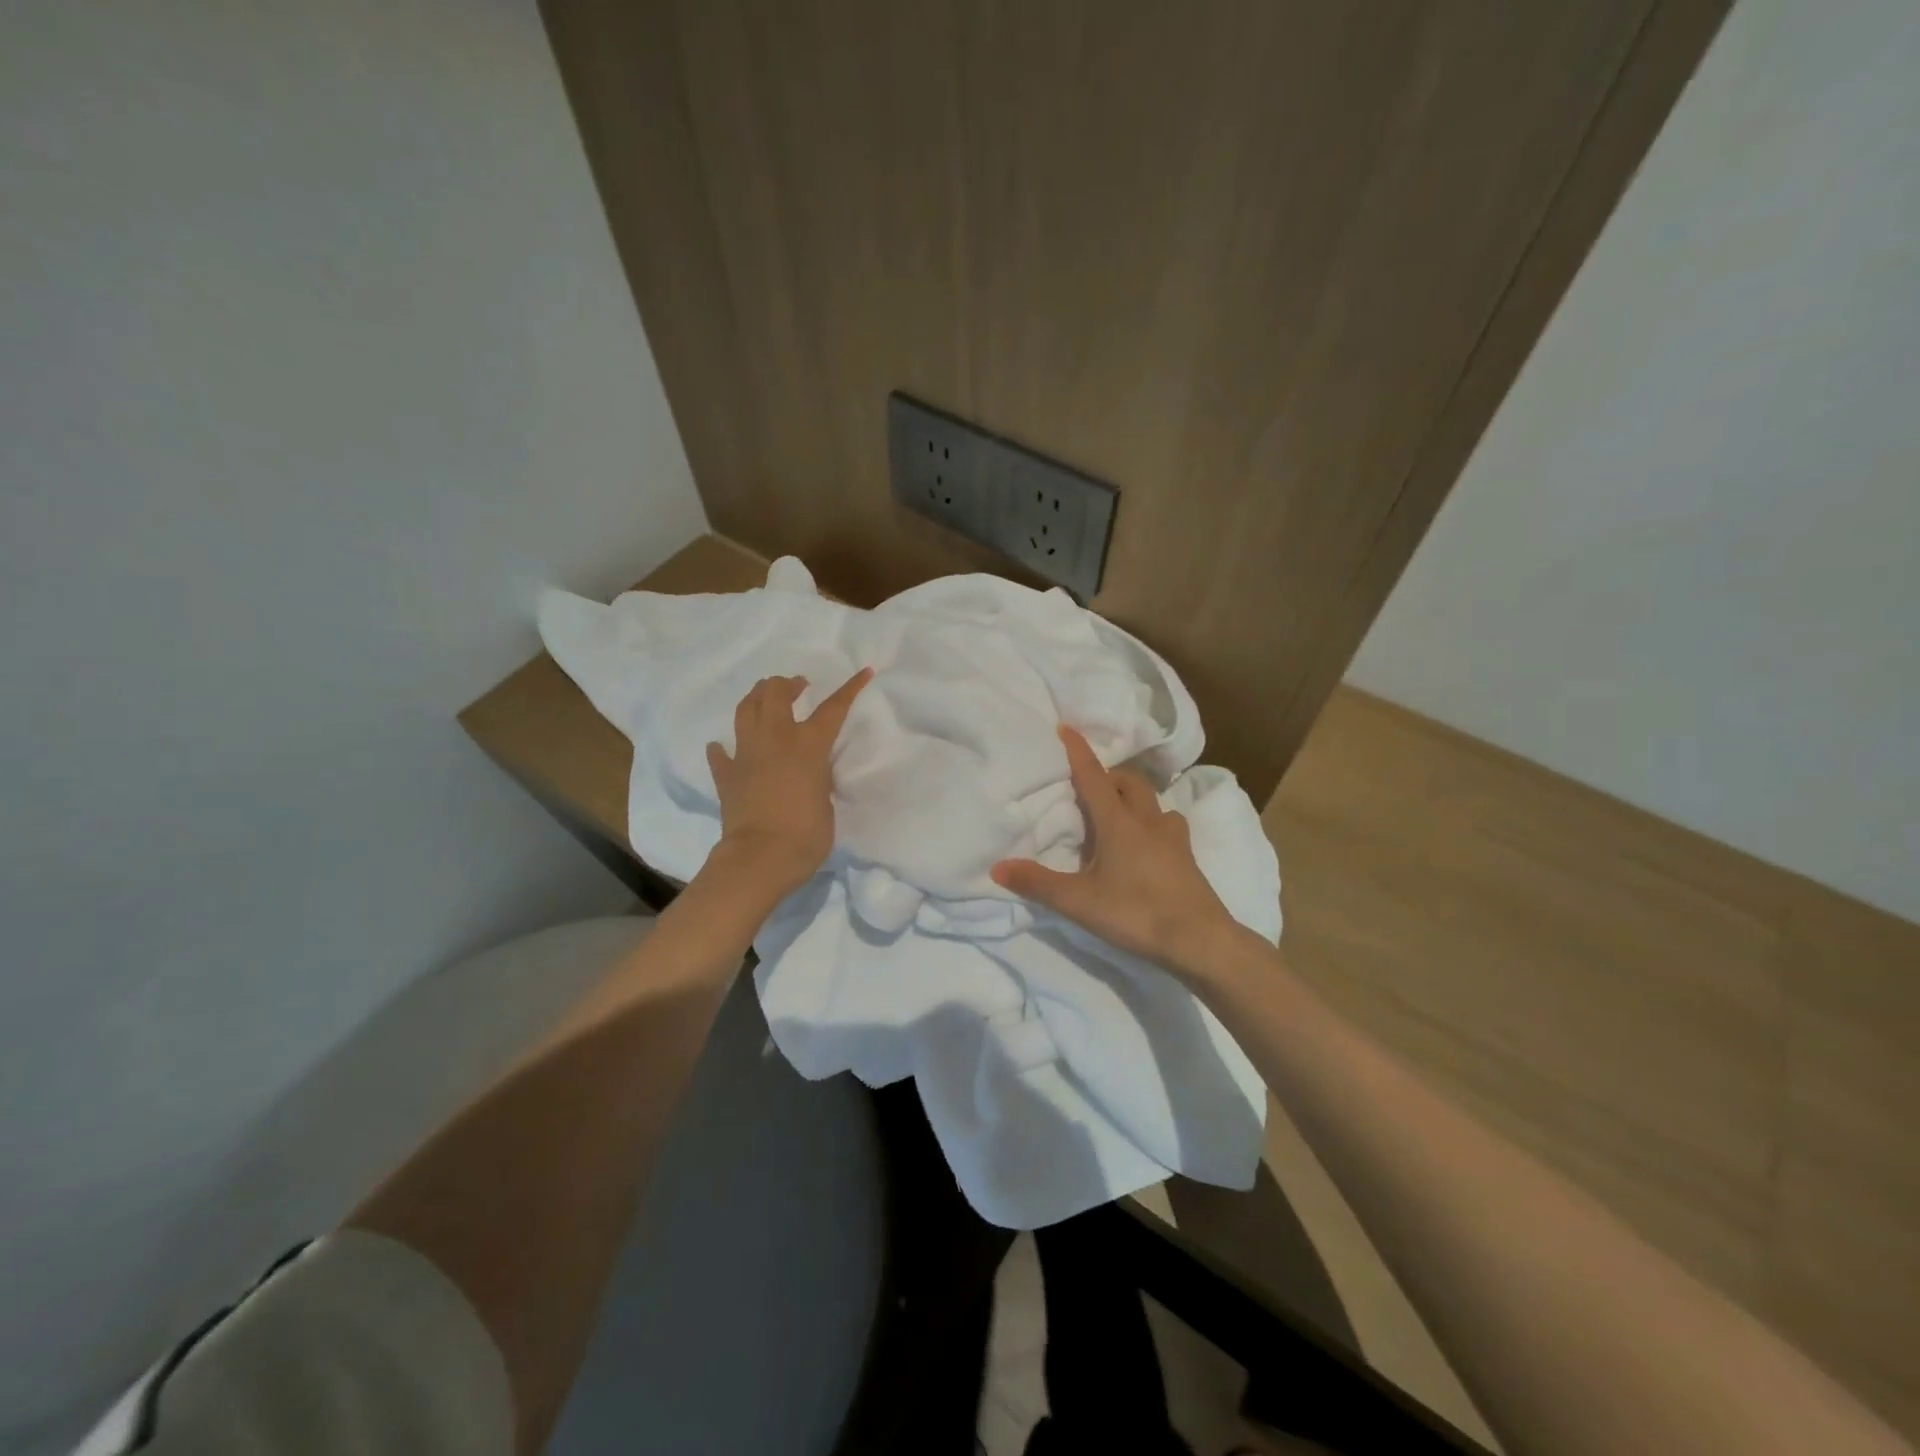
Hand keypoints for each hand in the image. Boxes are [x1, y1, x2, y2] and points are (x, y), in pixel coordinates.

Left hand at [704, 668, 871, 898]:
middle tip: (798, 686)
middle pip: (775, 692)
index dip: (851, 688)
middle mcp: (775, 739)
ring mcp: (746, 754)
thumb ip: (819, 778)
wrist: (760, 859)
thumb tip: (809, 772)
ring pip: (745, 709)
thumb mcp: (826, 801)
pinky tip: (724, 747)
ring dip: (757, 698)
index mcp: (808, 744)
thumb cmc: (806, 834)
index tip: (864, 671)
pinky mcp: (726, 775)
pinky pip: (721, 754)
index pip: (833, 708)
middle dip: (788, 683)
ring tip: (766, 699)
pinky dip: (724, 748)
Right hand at [991, 724, 1240, 979]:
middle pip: (1129, 782)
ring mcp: (1174, 839)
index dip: (1078, 751)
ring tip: (1117, 813)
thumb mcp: (1079, 902)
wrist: (1200, 941)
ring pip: (1154, 802)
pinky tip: (1147, 844)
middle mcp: (1148, 821)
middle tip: (1089, 785)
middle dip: (1109, 775)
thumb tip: (997, 867)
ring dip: (1133, 798)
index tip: (1066, 727)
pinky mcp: (1188, 858)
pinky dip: (1152, 822)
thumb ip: (1038, 883)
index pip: (1094, 777)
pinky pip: (1169, 825)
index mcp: (1118, 823)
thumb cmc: (1136, 913)